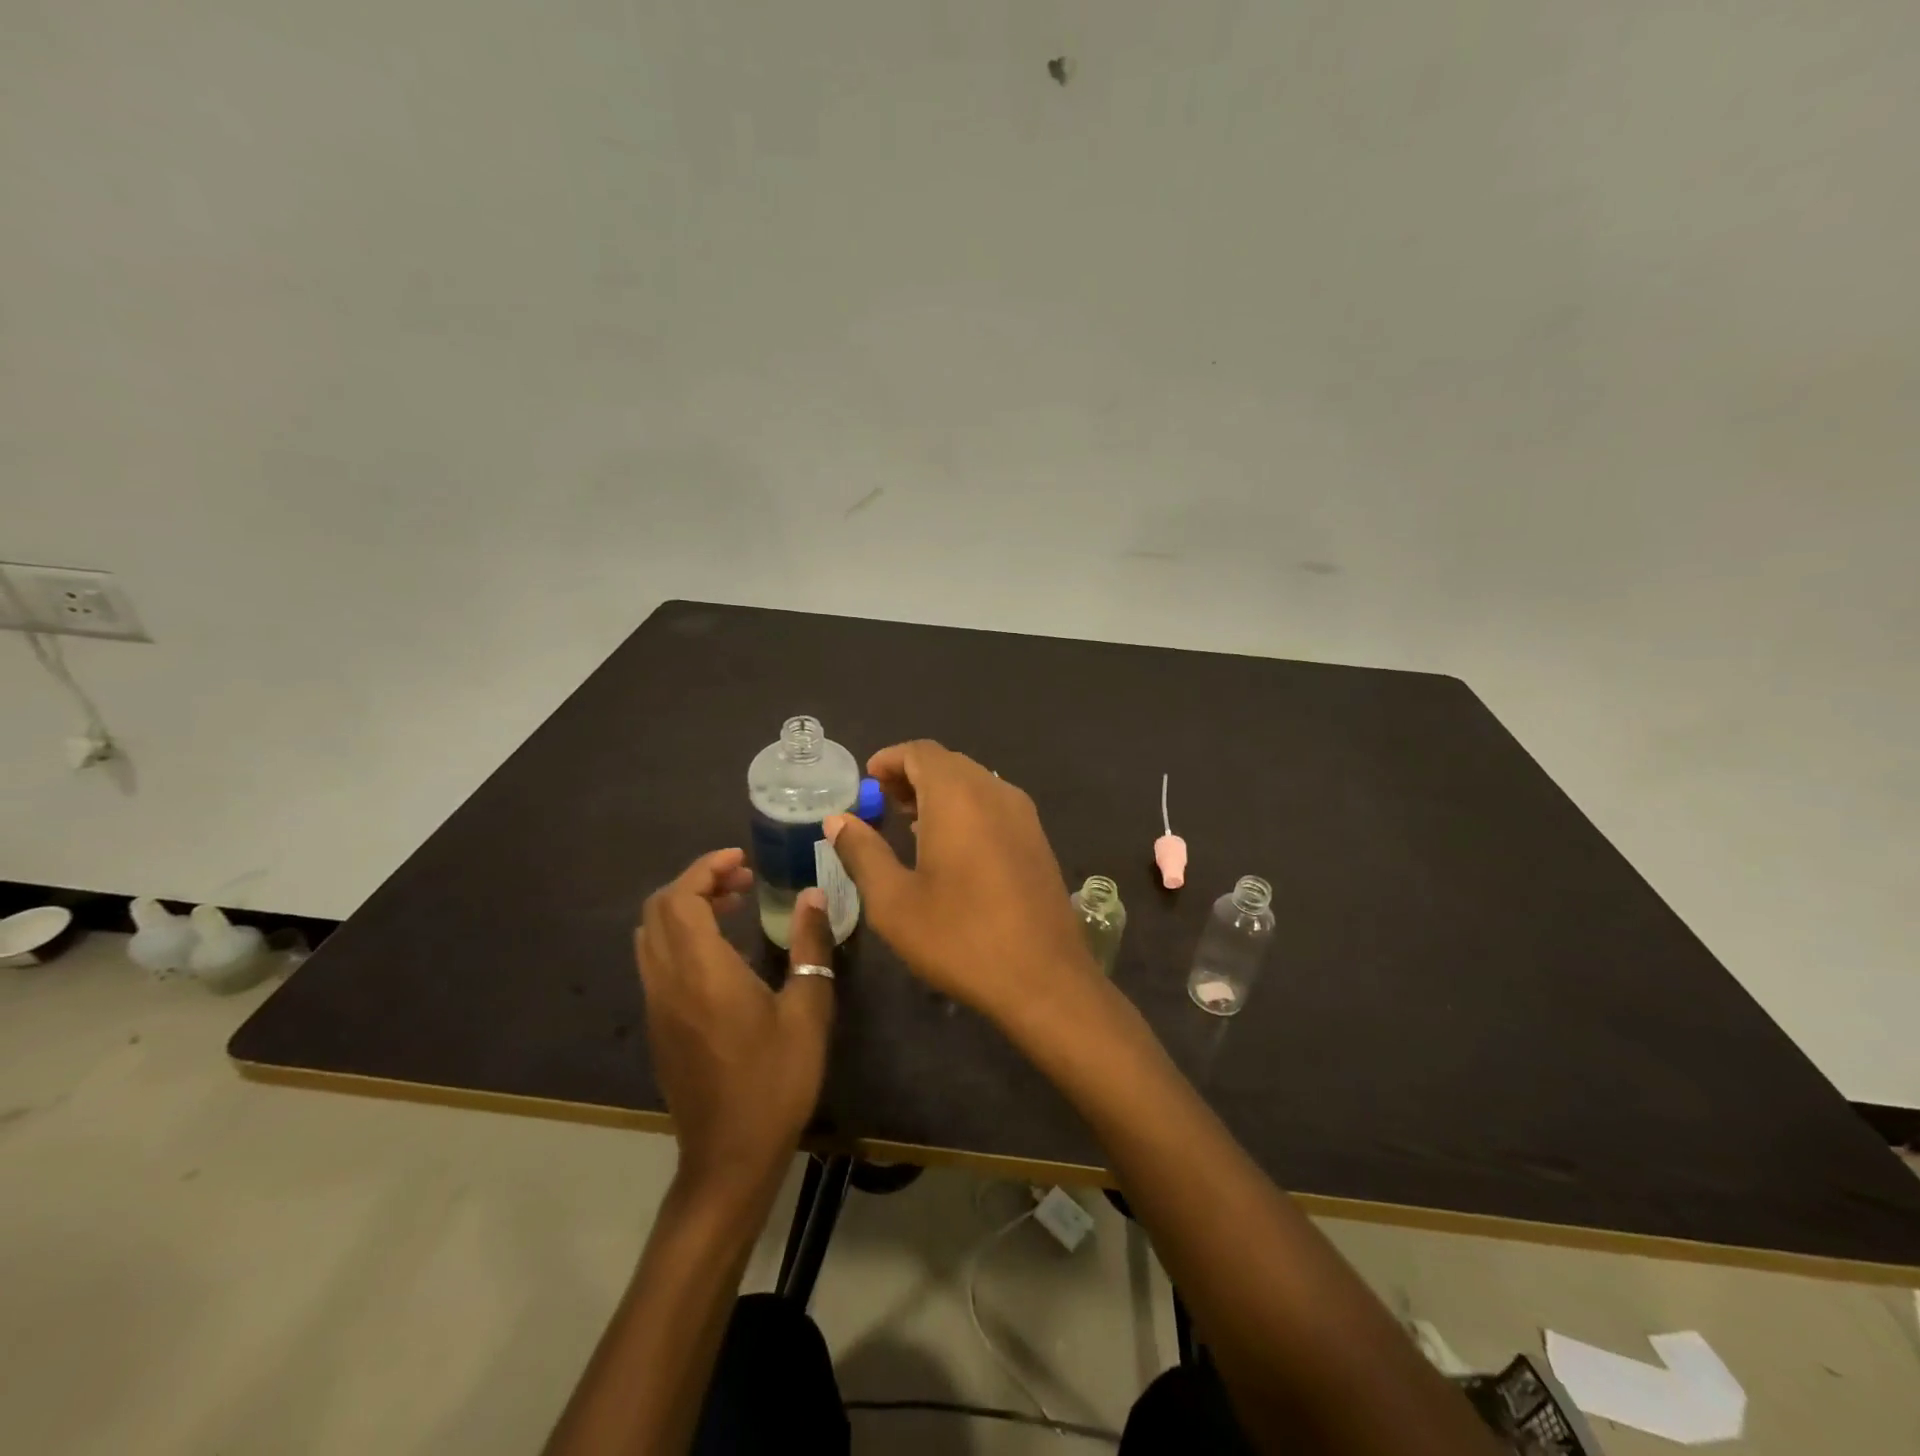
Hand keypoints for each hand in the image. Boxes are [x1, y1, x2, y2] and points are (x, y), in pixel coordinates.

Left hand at [635, 849, 834, 1199]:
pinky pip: (656, 960)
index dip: (706, 868)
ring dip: (685, 908)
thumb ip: (810, 947)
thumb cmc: (776, 1081)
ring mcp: (657, 1005)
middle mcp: (668, 981)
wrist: (729, 1156)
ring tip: (732, 906)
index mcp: (702, 972)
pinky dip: (680, 935)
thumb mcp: (808, 1011)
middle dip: (697, 882)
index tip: (740, 859)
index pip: (682, 898)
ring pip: (652, 934)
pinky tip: (720, 951)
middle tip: (742, 880)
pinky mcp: (658, 1025)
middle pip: (660, 909)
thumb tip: (814, 896)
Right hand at [823, 740, 1100, 1027]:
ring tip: (910, 824)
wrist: (1044, 978)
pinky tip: (950, 847)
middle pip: (948, 763)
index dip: (889, 759)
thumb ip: (862, 852)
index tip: (866, 781)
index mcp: (958, 796)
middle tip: (882, 804)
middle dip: (912, 775)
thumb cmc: (959, 937)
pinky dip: (966, 809)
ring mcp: (1023, 815)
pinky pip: (994, 805)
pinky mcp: (1037, 839)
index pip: (920, 752)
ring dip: (940, 792)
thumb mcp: (894, 901)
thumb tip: (838, 820)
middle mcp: (995, 791)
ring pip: (974, 783)